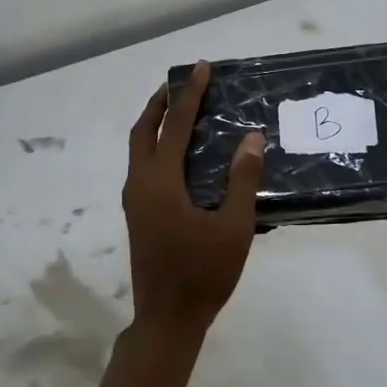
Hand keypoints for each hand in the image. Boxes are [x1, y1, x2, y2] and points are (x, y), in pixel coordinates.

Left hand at [122, 61, 265, 337]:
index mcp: (160, 182)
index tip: (201, 67)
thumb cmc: (203, 274)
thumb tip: (252, 137)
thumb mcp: (233, 227)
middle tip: (184, 84)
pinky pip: (142, 166)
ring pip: (138, 148)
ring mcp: (134, 200)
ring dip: (156, 124)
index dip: (190, 94)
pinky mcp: (137, 214)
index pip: (176, 125)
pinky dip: (156, 146)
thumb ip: (242, 180)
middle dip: (161, 103)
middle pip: (143, 130)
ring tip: (181, 111)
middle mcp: (139, 184)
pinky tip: (179, 155)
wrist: (167, 319)